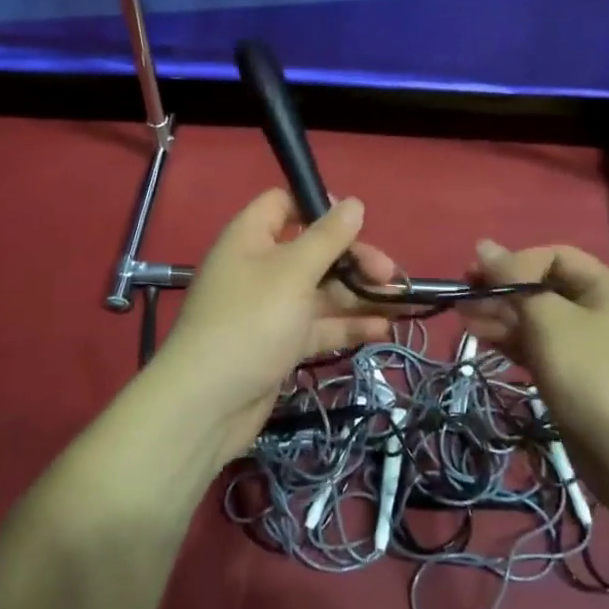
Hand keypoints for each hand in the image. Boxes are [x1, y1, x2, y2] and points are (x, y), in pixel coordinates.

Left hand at [158, 190, 397, 463]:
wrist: (207, 405)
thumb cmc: (251, 322)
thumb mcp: (293, 272)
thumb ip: (327, 238)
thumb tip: (354, 204)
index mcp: (251, 237)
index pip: (285, 204)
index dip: (320, 207)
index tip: (357, 222)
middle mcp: (259, 267)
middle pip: (312, 250)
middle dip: (353, 259)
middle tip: (389, 274)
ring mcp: (270, 308)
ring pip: (320, 291)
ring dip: (358, 294)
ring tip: (401, 302)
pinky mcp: (279, 344)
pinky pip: (318, 325)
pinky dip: (347, 325)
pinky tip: (382, 330)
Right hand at [462, 241, 608, 472]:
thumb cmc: (590, 373)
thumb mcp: (548, 318)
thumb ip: (513, 280)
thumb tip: (483, 244)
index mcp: (604, 287)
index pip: (552, 256)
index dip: (515, 261)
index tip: (481, 276)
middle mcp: (598, 310)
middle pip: (542, 287)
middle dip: (502, 289)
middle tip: (463, 295)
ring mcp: (586, 345)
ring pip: (536, 318)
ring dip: (499, 315)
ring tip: (462, 317)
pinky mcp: (574, 375)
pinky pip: (537, 346)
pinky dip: (510, 340)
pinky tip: (480, 337)